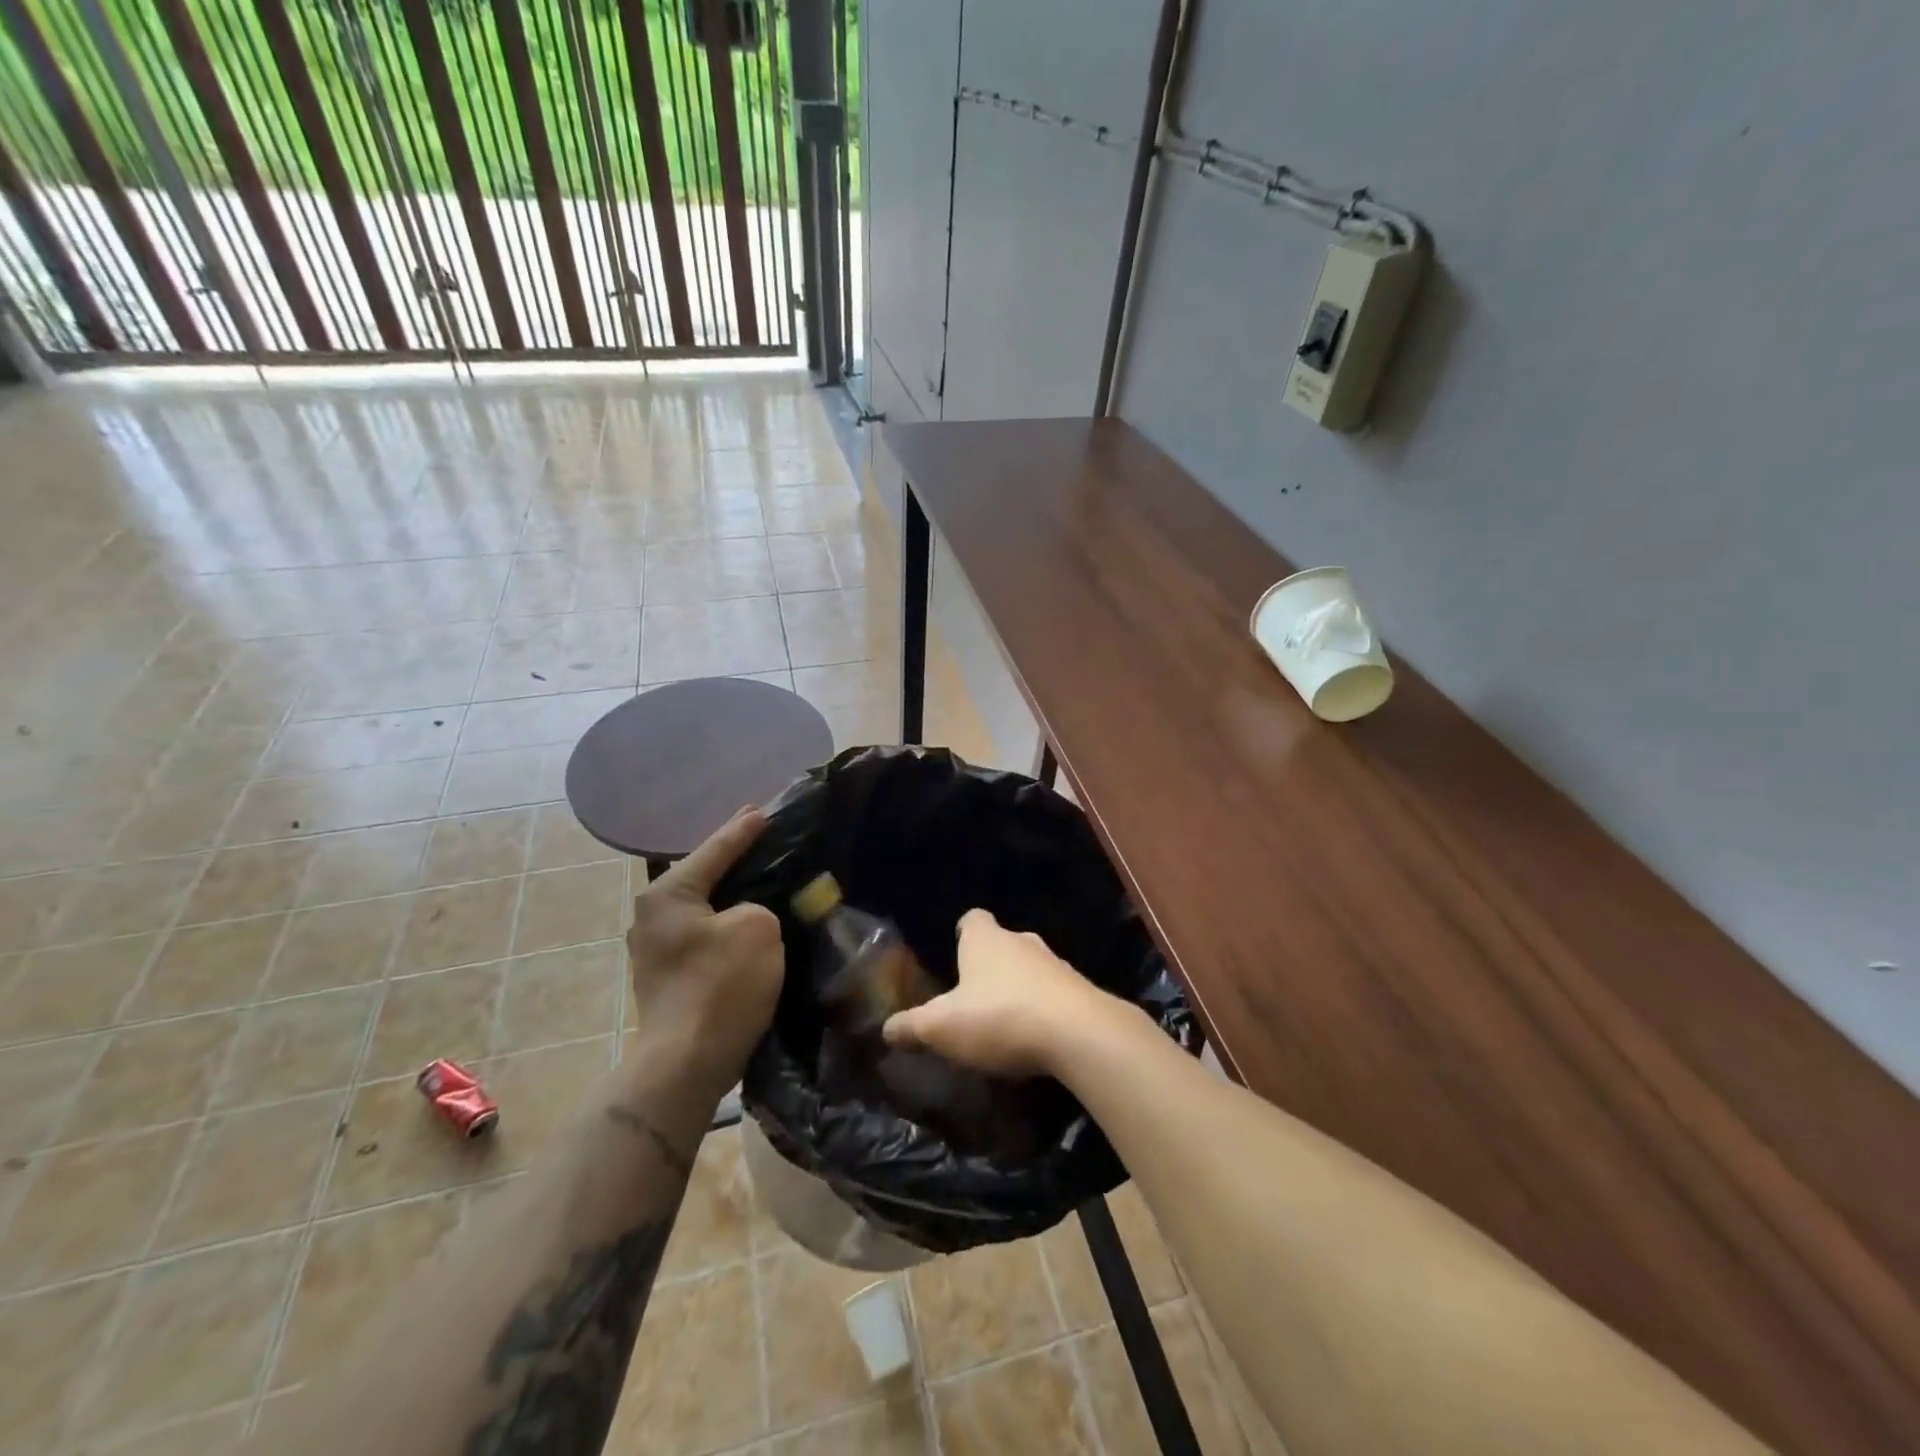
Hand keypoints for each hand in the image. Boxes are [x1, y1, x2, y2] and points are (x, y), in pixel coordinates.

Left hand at [624, 808, 783, 1097]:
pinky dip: (729, 924)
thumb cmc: (720, 986)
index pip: (715, 849)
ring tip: (766, 879)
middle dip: (736, 860)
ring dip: (734, 896)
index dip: (744, 830)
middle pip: (705, 876)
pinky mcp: (670, 976)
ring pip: (706, 908)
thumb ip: (759, 904)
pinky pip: (706, 934)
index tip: (764, 811)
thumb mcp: (757, 927)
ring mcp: (657, 948)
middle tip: (767, 840)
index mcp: (668, 894)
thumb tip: (750, 916)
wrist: (687, 1064)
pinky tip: (753, 923)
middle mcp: (653, 915)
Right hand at [881, 908, 1111, 1077]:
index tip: (955, 952)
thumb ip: (911, 1027)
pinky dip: (1042, 1009)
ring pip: (1029, 968)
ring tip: (1002, 1021)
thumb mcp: (942, 1027)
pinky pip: (1053, 993)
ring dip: (1018, 988)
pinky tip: (1034, 1037)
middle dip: (988, 965)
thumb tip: (886, 1029)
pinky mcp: (1080, 991)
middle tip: (972, 996)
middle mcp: (1022, 941)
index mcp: (986, 939)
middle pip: (1002, 943)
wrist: (1078, 1033)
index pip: (972, 919)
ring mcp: (1055, 964)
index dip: (963, 933)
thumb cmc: (1000, 1016)